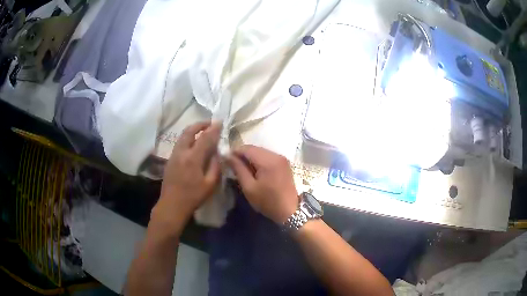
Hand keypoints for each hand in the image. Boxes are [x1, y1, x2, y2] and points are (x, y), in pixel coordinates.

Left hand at [152, 122, 221, 232]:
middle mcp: (181, 152)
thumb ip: (215, 166)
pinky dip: (187, 138)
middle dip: (200, 124)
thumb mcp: (210, 184)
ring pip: (182, 136)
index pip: (205, 138)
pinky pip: (179, 143)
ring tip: (202, 131)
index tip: (220, 122)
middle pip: (189, 131)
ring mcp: (174, 155)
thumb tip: (217, 153)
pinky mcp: (170, 159)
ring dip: (193, 130)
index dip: (213, 129)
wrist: (172, 205)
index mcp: (193, 158)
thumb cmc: (193, 197)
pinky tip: (193, 143)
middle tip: (209, 123)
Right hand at [227, 145, 298, 223]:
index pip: (247, 148)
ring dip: (250, 157)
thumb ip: (239, 169)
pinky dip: (259, 160)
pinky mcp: (284, 163)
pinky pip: (268, 156)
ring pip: (261, 152)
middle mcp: (276, 155)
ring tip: (242, 168)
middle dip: (242, 154)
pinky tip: (254, 170)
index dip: (235, 152)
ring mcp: (282, 158)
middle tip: (232, 165)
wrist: (290, 211)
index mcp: (268, 160)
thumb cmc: (267, 201)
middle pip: (254, 148)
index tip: (226, 160)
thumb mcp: (249, 187)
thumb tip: (228, 156)